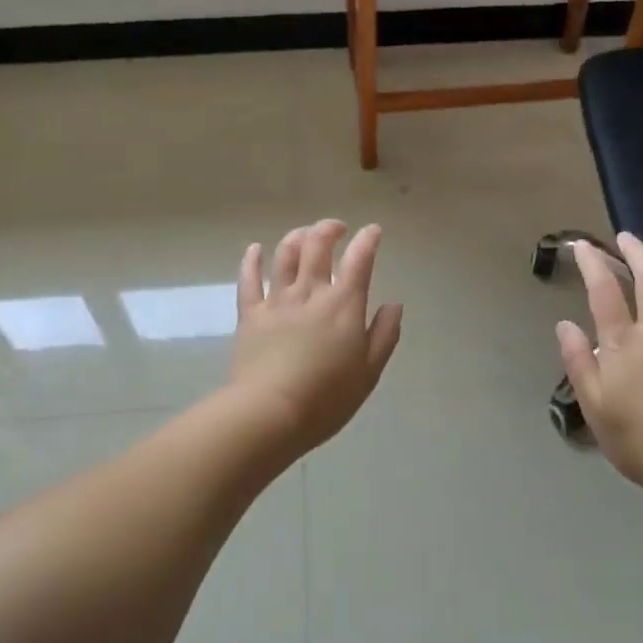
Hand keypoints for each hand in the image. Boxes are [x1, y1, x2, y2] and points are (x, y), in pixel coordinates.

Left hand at [229, 220, 402, 452]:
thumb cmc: (326, 398)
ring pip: (285, 254)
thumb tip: (394, 305)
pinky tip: (255, 249)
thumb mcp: (369, 372)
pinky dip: (252, 260)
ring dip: (296, 237)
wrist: (269, 413)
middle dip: (329, 229)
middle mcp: (310, 292)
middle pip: (317, 244)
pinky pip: (249, 279)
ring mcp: (277, 301)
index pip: (359, 259)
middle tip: (337, 229)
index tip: (373, 231)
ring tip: (304, 235)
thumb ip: (384, 334)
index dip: (368, 239)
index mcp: (343, 304)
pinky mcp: (250, 314)